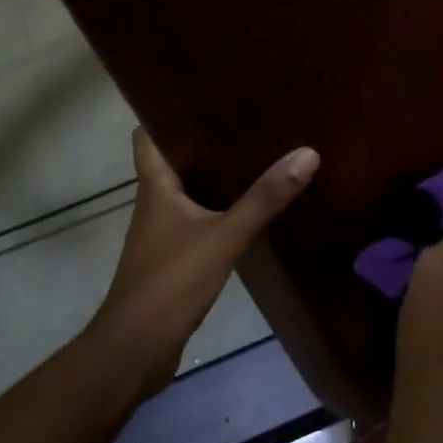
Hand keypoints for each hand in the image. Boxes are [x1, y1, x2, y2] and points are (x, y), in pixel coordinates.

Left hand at [89, 128, 318, 395]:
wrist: (136, 349)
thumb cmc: (170, 283)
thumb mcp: (223, 237)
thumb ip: (263, 199)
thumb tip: (306, 154)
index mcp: (155, 186)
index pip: (148, 134)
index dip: (166, 110)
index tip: (203, 92)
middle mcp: (155, 202)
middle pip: (174, 158)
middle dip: (204, 139)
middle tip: (246, 118)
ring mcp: (163, 232)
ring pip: (189, 190)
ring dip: (215, 174)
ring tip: (257, 153)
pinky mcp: (175, 257)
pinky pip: (199, 219)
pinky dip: (220, 208)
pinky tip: (251, 208)